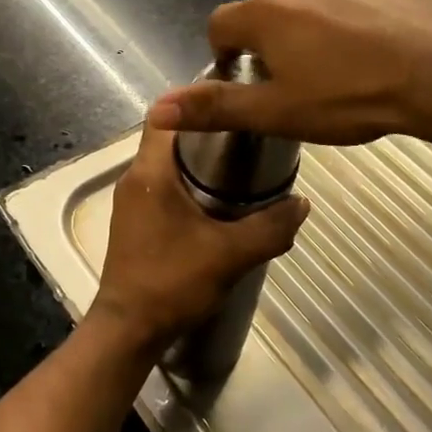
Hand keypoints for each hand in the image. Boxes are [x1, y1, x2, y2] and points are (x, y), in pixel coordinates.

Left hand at [88, 123, 309, 359]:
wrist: (128, 330)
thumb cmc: (172, 282)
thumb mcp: (229, 255)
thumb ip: (269, 228)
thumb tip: (302, 204)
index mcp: (150, 172)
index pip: (165, 115)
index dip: (195, 102)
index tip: (231, 101)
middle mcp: (135, 177)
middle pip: (170, 137)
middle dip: (206, 132)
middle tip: (247, 133)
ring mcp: (132, 199)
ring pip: (166, 163)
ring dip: (198, 160)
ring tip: (241, 163)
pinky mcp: (135, 219)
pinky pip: (163, 185)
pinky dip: (188, 182)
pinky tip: (218, 200)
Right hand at [148, 0, 431, 145]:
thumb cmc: (350, 98)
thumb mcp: (277, 113)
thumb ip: (214, 107)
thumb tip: (156, 109)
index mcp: (265, 14)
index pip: (221, 24)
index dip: (229, 53)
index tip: (252, 78)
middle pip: (270, 10)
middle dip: (278, 39)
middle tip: (307, 77)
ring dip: (319, 21)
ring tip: (350, 57)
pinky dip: (359, 6)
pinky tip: (382, 35)